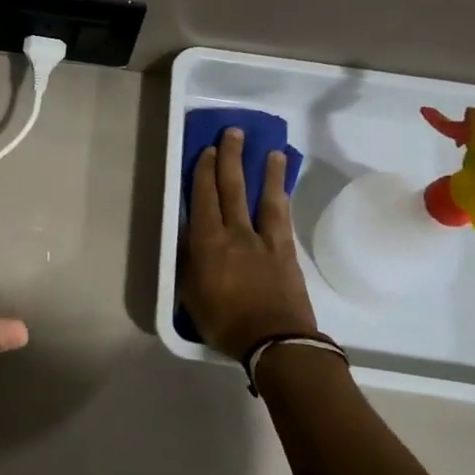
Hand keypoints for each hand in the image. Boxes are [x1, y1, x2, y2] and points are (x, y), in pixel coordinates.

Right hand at [181, 128, 317, 359]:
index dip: (203, 171)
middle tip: (233, 133)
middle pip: (232, 186)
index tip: (206, 149)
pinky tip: (282, 186)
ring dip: (264, 170)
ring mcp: (264, 238)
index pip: (203, 197)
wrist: (275, 342)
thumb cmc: (225, 322)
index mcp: (208, 242)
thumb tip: (189, 235)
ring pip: (263, 195)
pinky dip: (282, 196)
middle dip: (230, 157)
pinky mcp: (285, 249)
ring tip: (270, 149)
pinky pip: (282, 215)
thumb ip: (189, 261)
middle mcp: (235, 232)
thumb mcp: (191, 295)